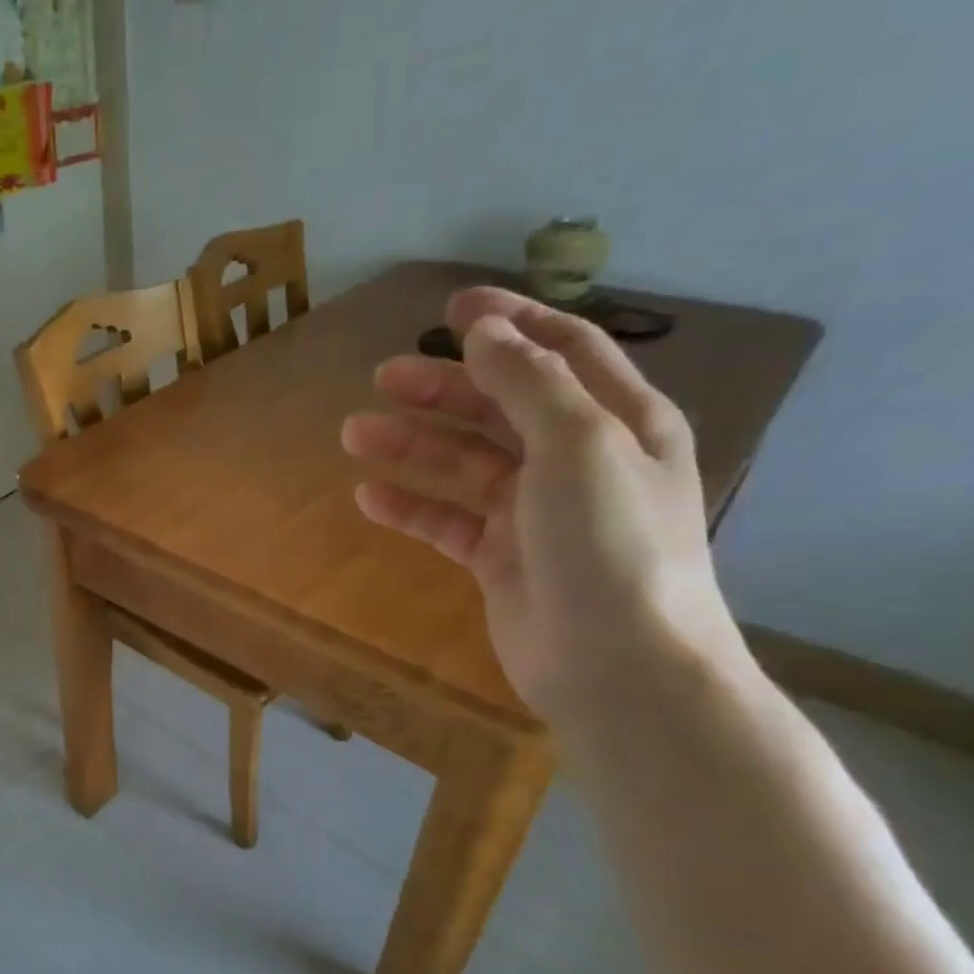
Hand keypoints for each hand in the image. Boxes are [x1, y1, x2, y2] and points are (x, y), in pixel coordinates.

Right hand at [342, 287, 743, 718]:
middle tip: (383, 375)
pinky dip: (410, 507)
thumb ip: (529, 383)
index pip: (564, 351)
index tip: (452, 306)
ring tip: (354, 433)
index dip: (511, 322)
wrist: (619, 667)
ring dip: (413, 445)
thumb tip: (484, 332)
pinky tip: (368, 497)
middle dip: (444, 386)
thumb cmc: (610, 544)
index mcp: (618, 422)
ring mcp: (535, 513)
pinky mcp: (500, 559)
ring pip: (464, 463)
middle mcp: (578, 460)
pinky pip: (447, 521)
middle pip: (501, 406)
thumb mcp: (579, 445)